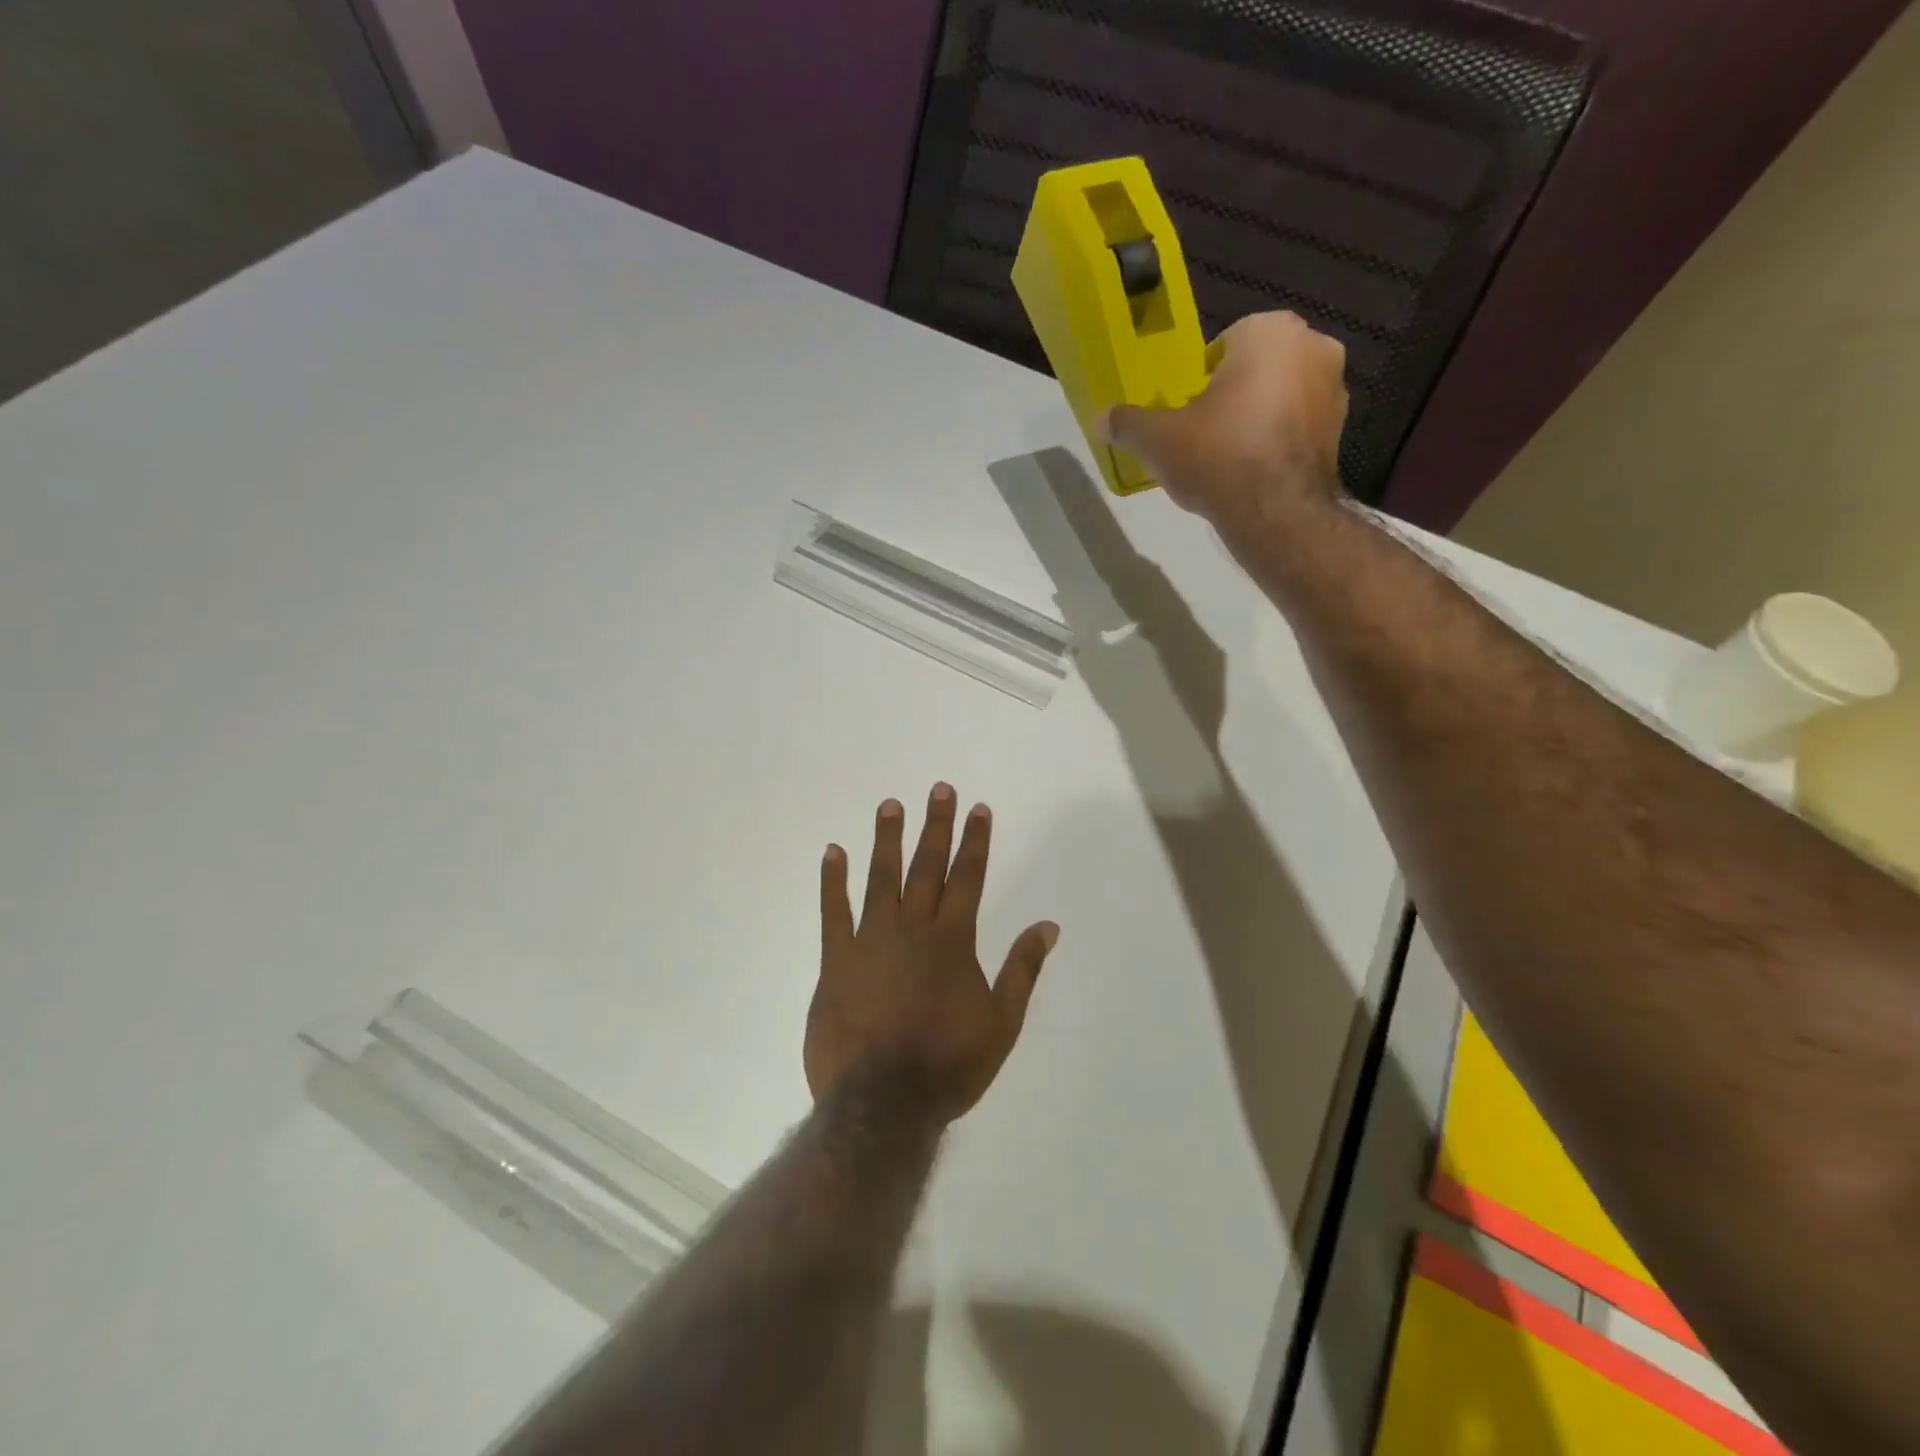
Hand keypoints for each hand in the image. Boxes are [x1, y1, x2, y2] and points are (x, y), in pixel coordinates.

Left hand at [806, 785, 1058, 1121]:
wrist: (883, 1103)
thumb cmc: (948, 1065)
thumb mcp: (1001, 1023)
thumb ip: (1023, 969)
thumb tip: (1049, 925)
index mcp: (953, 941)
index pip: (968, 878)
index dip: (975, 841)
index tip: (978, 808)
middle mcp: (913, 928)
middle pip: (927, 867)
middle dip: (936, 826)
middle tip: (939, 789)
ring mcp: (871, 940)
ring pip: (881, 878)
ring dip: (887, 840)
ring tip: (891, 805)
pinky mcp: (836, 960)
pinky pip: (833, 912)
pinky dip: (832, 881)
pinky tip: (833, 852)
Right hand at [1104, 311, 1349, 536]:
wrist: (1276, 511)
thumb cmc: (1217, 456)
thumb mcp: (1158, 439)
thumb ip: (1128, 423)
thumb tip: (1100, 418)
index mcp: (1269, 331)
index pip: (1223, 345)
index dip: (1199, 379)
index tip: (1186, 410)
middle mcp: (1313, 346)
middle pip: (1254, 368)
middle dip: (1232, 394)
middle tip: (1202, 433)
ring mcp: (1335, 388)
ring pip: (1279, 395)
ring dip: (1256, 416)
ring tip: (1226, 456)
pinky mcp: (1341, 430)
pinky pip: (1297, 425)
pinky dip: (1277, 440)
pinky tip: (1252, 472)